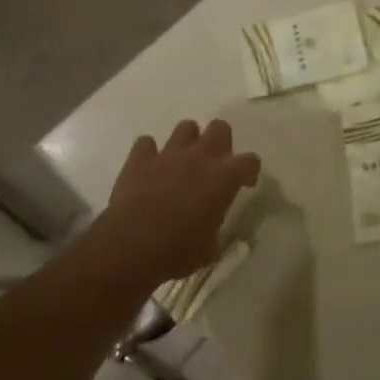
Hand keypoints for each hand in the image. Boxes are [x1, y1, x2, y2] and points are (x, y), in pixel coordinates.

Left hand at [96, 119, 260, 289]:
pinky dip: (149, 153)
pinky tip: (149, 168)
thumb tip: (213, 229)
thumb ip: (216, 229)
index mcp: (224, 177)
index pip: (250, 161)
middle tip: (214, 164)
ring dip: (187, 142)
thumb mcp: (209, 249)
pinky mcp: (139, 160)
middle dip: (220, 141)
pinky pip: (146, 143)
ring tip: (183, 161)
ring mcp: (169, 154)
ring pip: (185, 128)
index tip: (245, 184)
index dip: (250, 171)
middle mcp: (200, 157)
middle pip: (220, 128)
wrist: (129, 248)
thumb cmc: (177, 251)